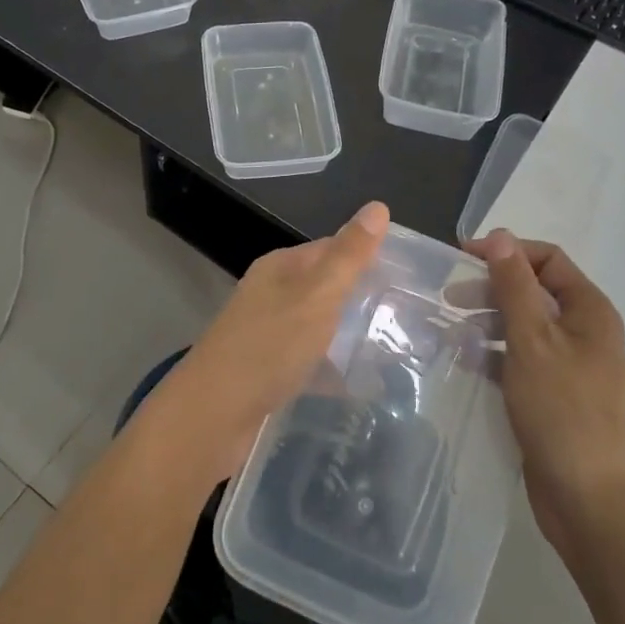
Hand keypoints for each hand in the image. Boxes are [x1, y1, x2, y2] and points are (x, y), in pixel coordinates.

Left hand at [143, 201, 389, 482]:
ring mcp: (267, 336)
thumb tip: (378, 206)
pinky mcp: (268, 374)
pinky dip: (334, 371)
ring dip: (351, 336)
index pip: (332, 249)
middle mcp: (271, 296)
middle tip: (413, 316)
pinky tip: (363, 387)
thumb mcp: (316, 296)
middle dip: (364, 299)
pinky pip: (310, 364)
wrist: (211, 418)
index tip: (412, 275)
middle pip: (326, 288)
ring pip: (319, 327)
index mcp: (281, 269)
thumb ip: (348, 257)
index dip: (369, 256)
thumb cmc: (267, 348)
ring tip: (399, 350)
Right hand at [468, 229, 624, 565]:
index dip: (507, 252)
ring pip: (524, 327)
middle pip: (534, 291)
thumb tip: (500, 236)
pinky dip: (494, 356)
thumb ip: (514, 286)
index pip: (548, 259)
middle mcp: (584, 332)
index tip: (462, 259)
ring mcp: (570, 366)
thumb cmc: (563, 411)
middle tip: (450, 299)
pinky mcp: (553, 396)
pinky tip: (465, 363)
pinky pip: (520, 361)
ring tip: (450, 332)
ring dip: (488, 323)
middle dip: (492, 288)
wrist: (589, 500)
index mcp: (589, 311)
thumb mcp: (533, 340)